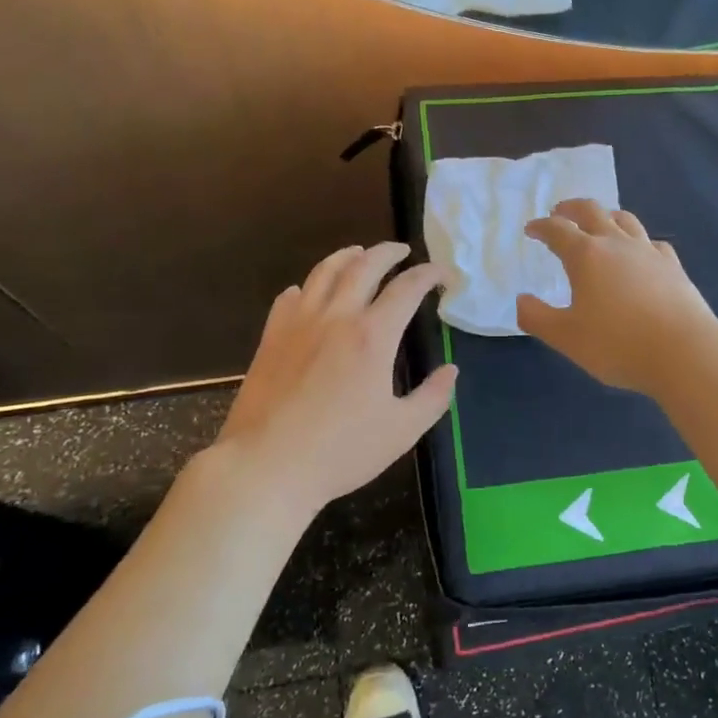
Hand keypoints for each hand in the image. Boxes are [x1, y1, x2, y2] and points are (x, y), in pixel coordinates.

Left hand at [209, 243, 455, 512]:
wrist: (267, 466)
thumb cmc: (341, 451)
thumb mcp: (402, 430)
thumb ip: (433, 397)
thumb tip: (451, 370)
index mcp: (373, 335)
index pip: (407, 287)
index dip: (430, 274)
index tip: (444, 274)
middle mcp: (337, 317)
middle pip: (364, 266)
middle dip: (389, 252)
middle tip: (404, 251)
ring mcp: (299, 324)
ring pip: (324, 272)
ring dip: (347, 256)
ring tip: (359, 253)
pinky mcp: (271, 338)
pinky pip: (290, 297)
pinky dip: (308, 286)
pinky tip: (310, 292)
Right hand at [519, 201, 717, 396]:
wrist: (684, 352)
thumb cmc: (618, 344)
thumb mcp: (566, 337)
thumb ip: (537, 317)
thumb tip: (522, 300)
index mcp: (586, 255)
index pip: (557, 230)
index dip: (541, 227)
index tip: (531, 229)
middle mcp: (617, 244)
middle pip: (592, 211)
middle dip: (571, 209)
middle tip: (559, 212)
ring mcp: (649, 252)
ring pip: (625, 219)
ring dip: (606, 216)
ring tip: (598, 223)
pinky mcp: (673, 266)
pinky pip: (651, 242)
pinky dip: (638, 241)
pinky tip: (640, 252)